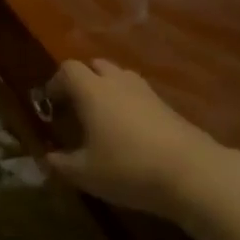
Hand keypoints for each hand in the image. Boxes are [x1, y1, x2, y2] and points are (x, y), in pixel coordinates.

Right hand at [45, 58, 228, 221]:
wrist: (191, 172)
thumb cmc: (128, 168)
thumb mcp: (86, 173)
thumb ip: (62, 164)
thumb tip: (48, 158)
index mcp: (92, 91)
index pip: (68, 69)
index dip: (55, 83)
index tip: (51, 106)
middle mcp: (117, 82)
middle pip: (96, 66)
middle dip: (83, 82)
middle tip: (77, 109)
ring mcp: (146, 91)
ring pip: (120, 77)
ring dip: (107, 90)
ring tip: (103, 119)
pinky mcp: (167, 105)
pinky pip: (139, 94)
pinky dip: (129, 104)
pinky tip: (130, 132)